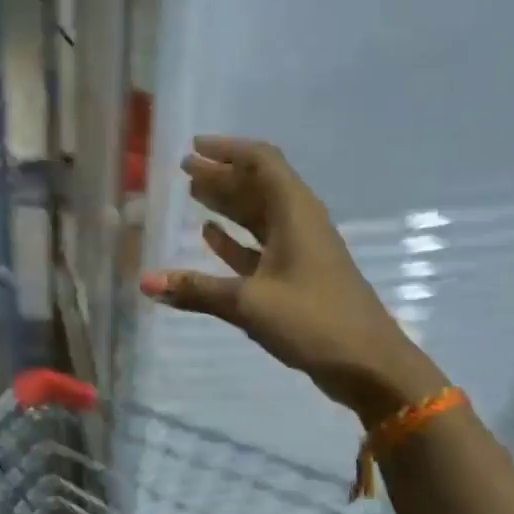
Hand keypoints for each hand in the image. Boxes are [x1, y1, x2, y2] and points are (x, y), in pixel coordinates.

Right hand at [139, 137, 445, 421]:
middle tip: (185, 169)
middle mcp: (299, 223)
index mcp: (295, 214)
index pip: (262, 162)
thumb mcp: (250, 302)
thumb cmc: (313, 321)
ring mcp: (300, 251)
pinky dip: (236, 238)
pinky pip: (260, 246)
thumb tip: (145, 282)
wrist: (369, 365)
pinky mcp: (297, 277)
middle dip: (222, 175)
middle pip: (258, 186)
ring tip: (192, 192)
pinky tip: (210, 235)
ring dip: (228, 203)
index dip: (228, 150)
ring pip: (259, 216)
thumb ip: (197, 290)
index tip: (194, 147)